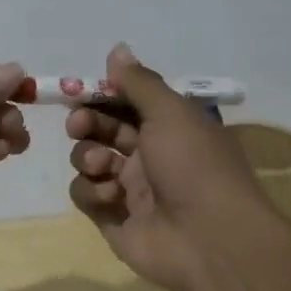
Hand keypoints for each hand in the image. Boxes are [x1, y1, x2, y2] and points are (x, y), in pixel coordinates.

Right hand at [66, 44, 281, 290]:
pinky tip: (110, 197)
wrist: (211, 241)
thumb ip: (139, 82)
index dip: (101, 95)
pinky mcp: (113, 220)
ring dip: (88, 157)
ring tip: (102, 167)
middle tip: (78, 124)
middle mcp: (148, 155)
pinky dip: (92, 192)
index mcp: (168, 127)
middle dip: (86, 122)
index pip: (125, 102)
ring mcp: (130, 190)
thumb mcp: (170, 112)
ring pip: (88, 161)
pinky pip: (86, 195)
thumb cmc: (194, 166)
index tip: (80, 90)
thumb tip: (117, 49)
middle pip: (102, 129)